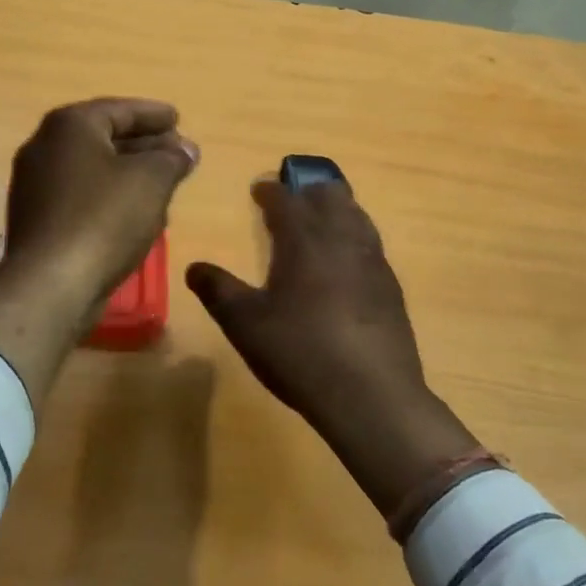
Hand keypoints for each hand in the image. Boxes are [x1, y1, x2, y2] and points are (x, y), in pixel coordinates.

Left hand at [0, 99, 197, 405]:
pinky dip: (110, 196)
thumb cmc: (104, 219)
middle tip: (177, 152)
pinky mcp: (37, 219)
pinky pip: (82, 196)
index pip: (119, 110)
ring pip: (93, 169)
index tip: (178, 119)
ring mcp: (35, 185)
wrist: (50, 284)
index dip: (153, 115)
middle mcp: (45, 147)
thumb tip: (184, 150)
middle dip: (144, 144)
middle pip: (104, 137)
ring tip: (164, 182)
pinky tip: (137, 213)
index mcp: (69, 126)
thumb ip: (171, 158)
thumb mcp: (151, 181)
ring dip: (129, 173)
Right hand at [185, 179, 479, 518]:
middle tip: (290, 199)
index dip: (270, 191)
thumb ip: (217, 291)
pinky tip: (345, 260)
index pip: (285, 199)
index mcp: (304, 239)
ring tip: (318, 221)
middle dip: (308, 189)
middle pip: (330, 194)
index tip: (258, 190)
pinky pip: (370, 243)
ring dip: (335, 208)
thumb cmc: (299, 352)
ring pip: (356, 214)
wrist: (372, 396)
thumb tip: (194, 268)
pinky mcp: (391, 286)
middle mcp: (341, 238)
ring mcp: (372, 261)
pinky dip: (353, 236)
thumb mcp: (245, 324)